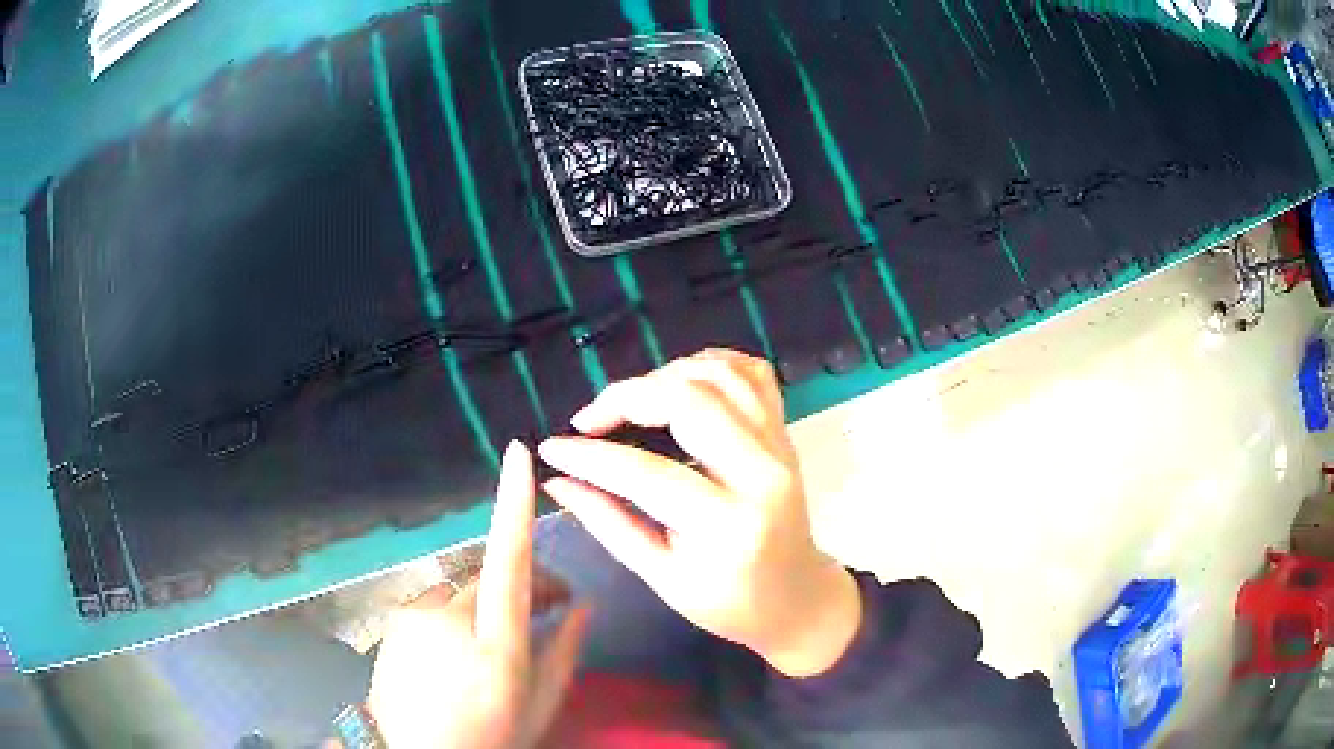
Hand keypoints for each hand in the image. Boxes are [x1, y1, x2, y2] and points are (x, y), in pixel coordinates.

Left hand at [366, 442, 590, 748]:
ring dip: (490, 600)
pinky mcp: (397, 617)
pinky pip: (439, 601)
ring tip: (500, 637)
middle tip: (553, 607)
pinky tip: (461, 648)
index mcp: (495, 647)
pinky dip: (459, 612)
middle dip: (526, 581)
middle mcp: (450, 621)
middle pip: (493, 573)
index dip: (513, 506)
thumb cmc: (490, 736)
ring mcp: (415, 617)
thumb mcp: (539, 705)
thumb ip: (563, 651)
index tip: (518, 455)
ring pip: (465, 588)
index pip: (508, 563)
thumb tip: (583, 605)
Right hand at [538, 350, 859, 677]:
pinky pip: (752, 374)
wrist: (797, 596)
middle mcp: (762, 475)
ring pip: (721, 377)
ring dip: (665, 375)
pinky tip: (679, 380)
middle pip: (690, 402)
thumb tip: (557, 481)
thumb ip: (608, 523)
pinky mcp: (784, 432)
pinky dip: (710, 363)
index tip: (552, 448)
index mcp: (728, 526)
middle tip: (590, 419)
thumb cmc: (728, 601)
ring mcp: (780, 447)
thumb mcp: (662, 576)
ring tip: (629, 401)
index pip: (645, 475)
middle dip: (627, 398)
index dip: (590, 457)